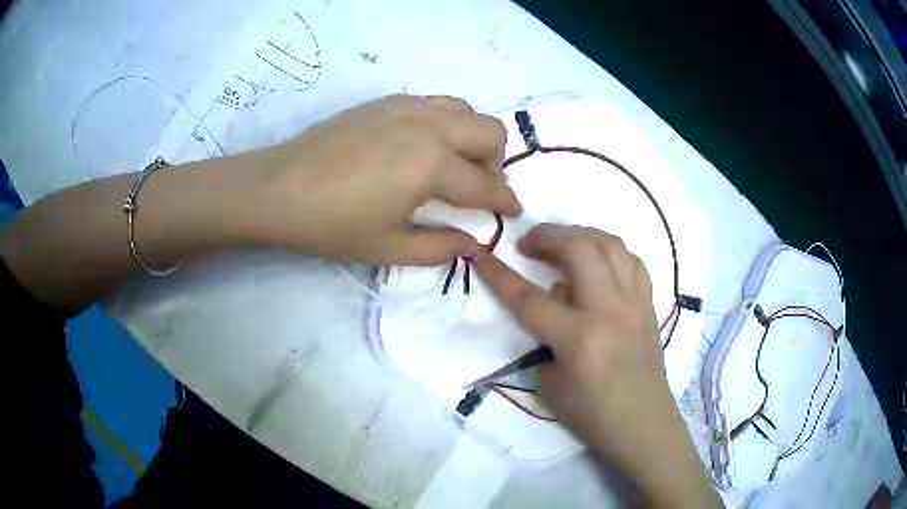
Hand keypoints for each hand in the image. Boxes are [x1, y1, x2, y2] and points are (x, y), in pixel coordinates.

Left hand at [252, 95, 521, 264]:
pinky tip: (424, 147)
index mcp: (432, 164)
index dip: (506, 201)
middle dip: (497, 163)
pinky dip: (447, 124)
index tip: (514, 211)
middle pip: (490, 132)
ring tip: (455, 165)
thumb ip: (441, 248)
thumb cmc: (331, 225)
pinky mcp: (385, 101)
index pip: (486, 184)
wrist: (276, 188)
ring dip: (474, 138)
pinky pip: (436, 104)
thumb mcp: (389, 248)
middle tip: (480, 189)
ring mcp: (406, 106)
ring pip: (466, 110)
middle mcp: (428, 125)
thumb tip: (474, 244)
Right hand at [476, 224, 716, 506]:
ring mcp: (633, 303)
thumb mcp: (549, 387)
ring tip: (564, 244)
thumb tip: (551, 318)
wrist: (643, 423)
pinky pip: (632, 261)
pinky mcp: (648, 304)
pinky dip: (610, 252)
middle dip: (547, 235)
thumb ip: (543, 346)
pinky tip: (599, 262)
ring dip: (581, 234)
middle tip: (529, 243)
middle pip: (578, 249)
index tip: (481, 256)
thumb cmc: (593, 414)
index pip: (530, 298)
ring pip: (610, 244)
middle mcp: (608, 310)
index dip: (500, 275)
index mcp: (578, 338)